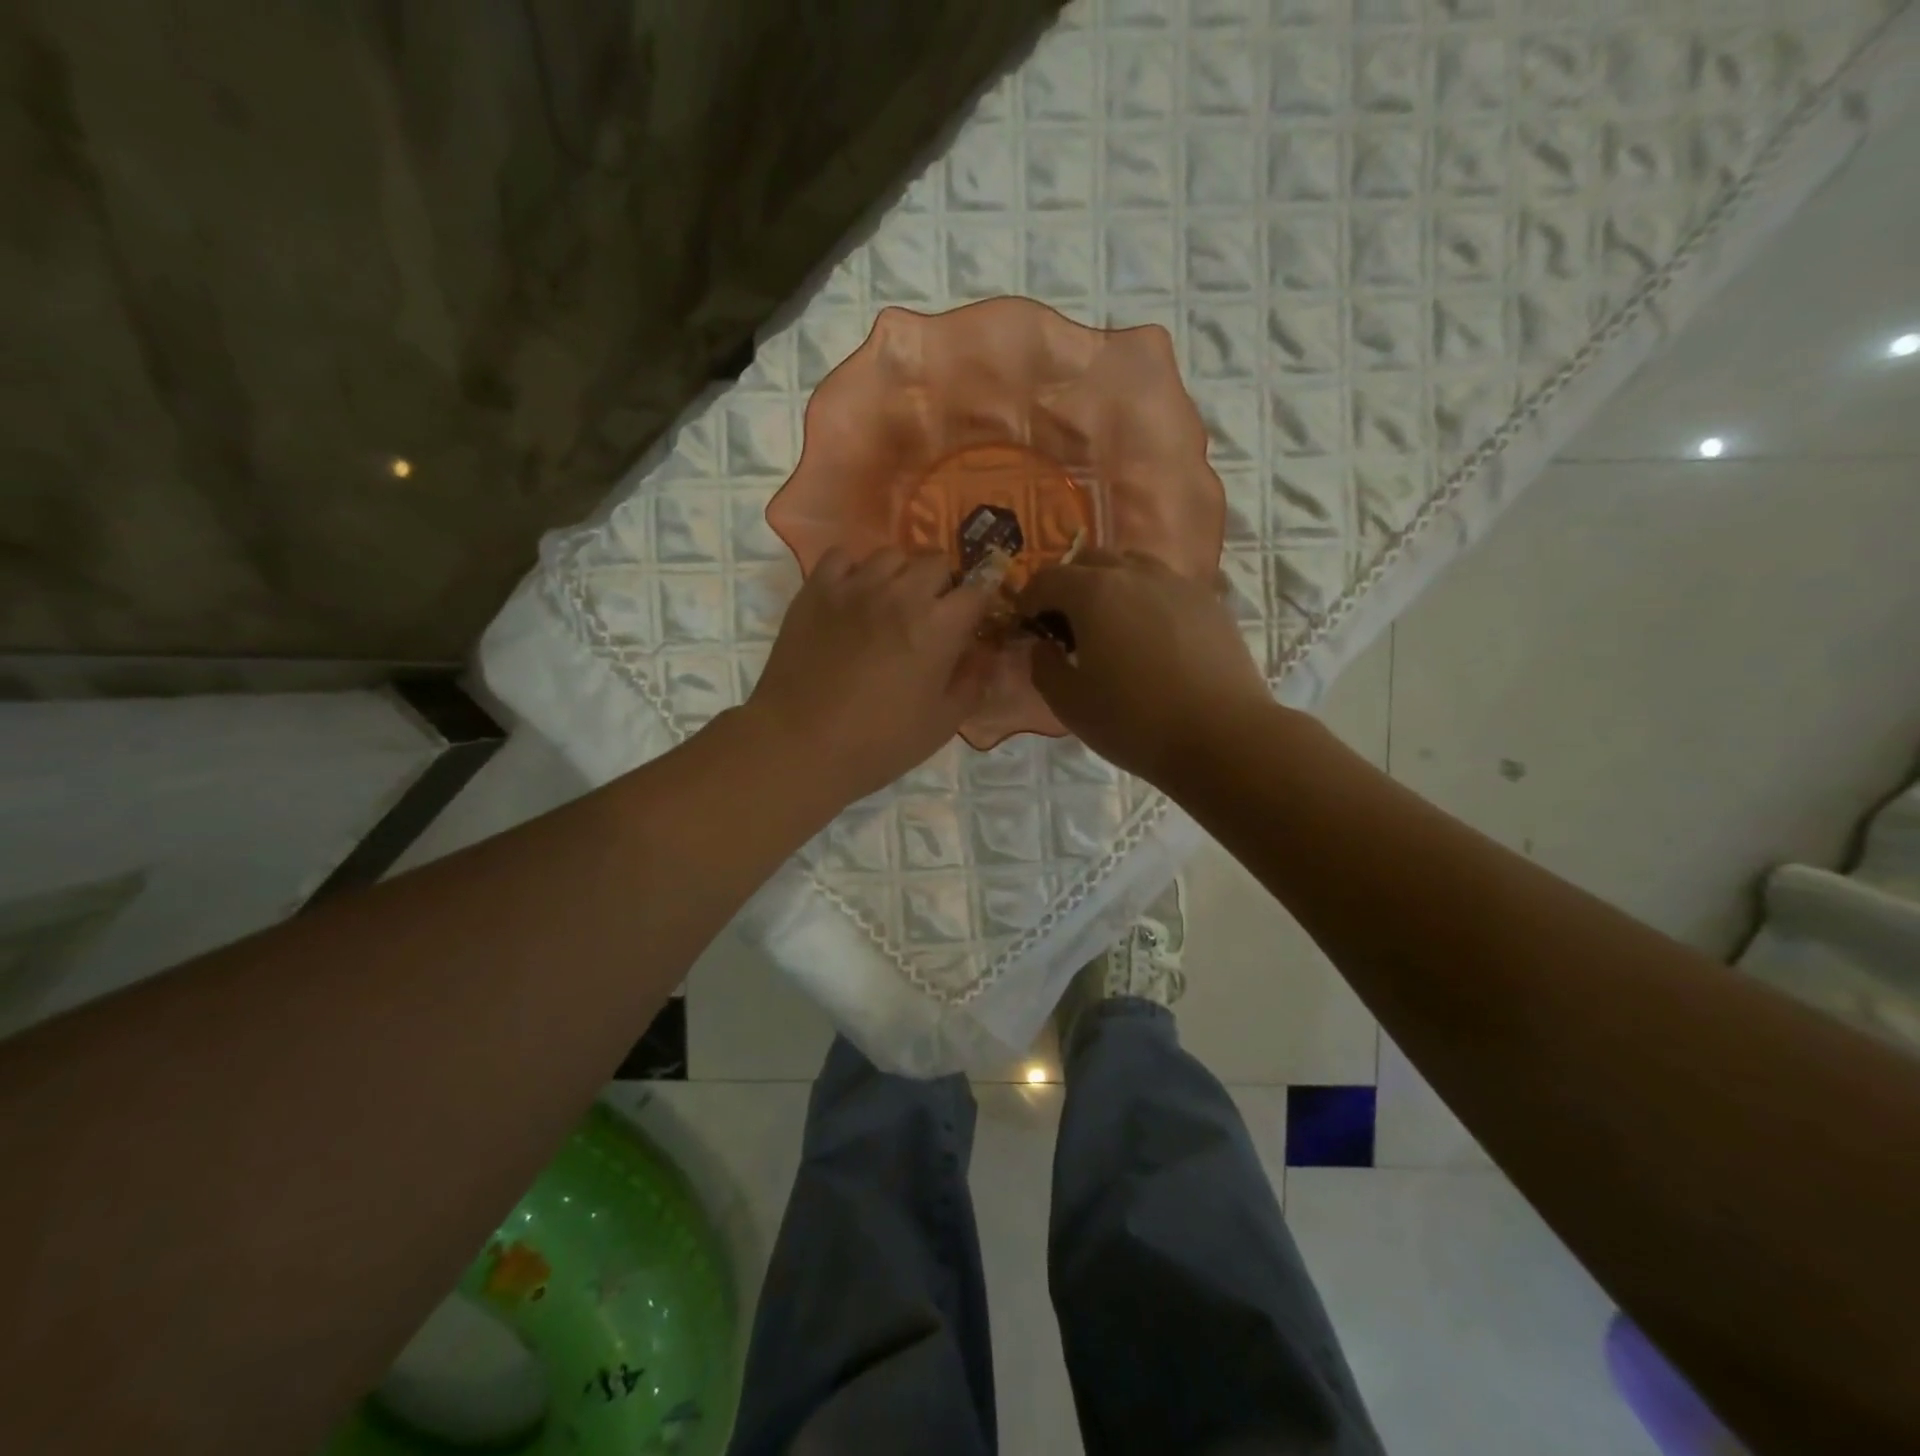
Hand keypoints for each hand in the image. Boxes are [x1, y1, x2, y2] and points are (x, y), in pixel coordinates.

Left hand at [747, 547, 995, 802]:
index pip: (977, 590)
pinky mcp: (816, 589)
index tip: (973, 622)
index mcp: (938, 626)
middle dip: (943, 585)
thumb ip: (973, 683)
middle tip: (932, 616)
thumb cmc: (879, 743)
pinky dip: (854, 571)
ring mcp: (855, 586)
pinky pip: (843, 557)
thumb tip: (986, 655)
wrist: (801, 745)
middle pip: (937, 562)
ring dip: (901, 575)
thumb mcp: (942, 724)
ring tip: (891, 603)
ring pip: (891, 555)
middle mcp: (901, 594)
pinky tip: (852, 597)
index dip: (980, 604)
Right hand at [1016, 549, 1274, 781]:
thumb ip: (1043, 666)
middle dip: (1069, 585)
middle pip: (1090, 560)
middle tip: (1066, 624)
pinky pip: (1167, 586)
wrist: (1222, 736)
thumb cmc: (1134, 722)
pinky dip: (1147, 599)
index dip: (1028, 600)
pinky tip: (1152, 635)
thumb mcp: (1069, 703)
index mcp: (1093, 593)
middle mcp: (1135, 574)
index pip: (1046, 578)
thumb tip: (1043, 646)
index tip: (1027, 625)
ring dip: (1111, 585)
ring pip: (1133, 566)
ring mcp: (1178, 583)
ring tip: (1111, 624)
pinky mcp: (1210, 602)